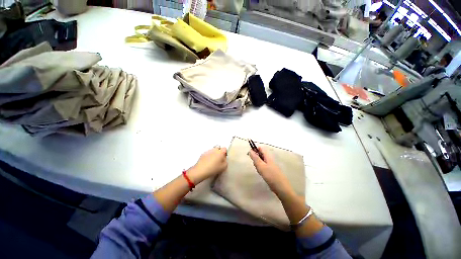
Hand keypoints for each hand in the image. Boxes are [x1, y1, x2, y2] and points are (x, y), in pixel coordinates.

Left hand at [188, 147, 227, 183]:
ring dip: (214, 154)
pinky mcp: (203, 154)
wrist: (201, 170)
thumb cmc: (213, 169)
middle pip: (218, 148)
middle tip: (219, 158)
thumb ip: (225, 161)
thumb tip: (224, 159)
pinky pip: (208, 153)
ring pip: (213, 150)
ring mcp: (208, 151)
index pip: (225, 148)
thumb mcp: (223, 167)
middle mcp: (214, 150)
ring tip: (213, 161)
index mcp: (220, 152)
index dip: (225, 152)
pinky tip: (208, 162)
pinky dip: (208, 156)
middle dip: (219, 152)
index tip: (224, 157)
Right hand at [249, 147, 293, 198]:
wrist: (281, 187)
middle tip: (255, 165)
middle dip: (255, 159)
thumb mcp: (261, 166)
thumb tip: (250, 150)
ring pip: (261, 161)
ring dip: (257, 165)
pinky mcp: (270, 171)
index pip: (261, 148)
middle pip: (260, 155)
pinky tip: (261, 174)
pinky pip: (263, 167)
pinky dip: (260, 169)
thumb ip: (255, 158)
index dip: (255, 149)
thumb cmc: (270, 175)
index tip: (250, 155)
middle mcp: (269, 159)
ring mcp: (270, 165)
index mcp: (268, 156)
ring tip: (259, 171)